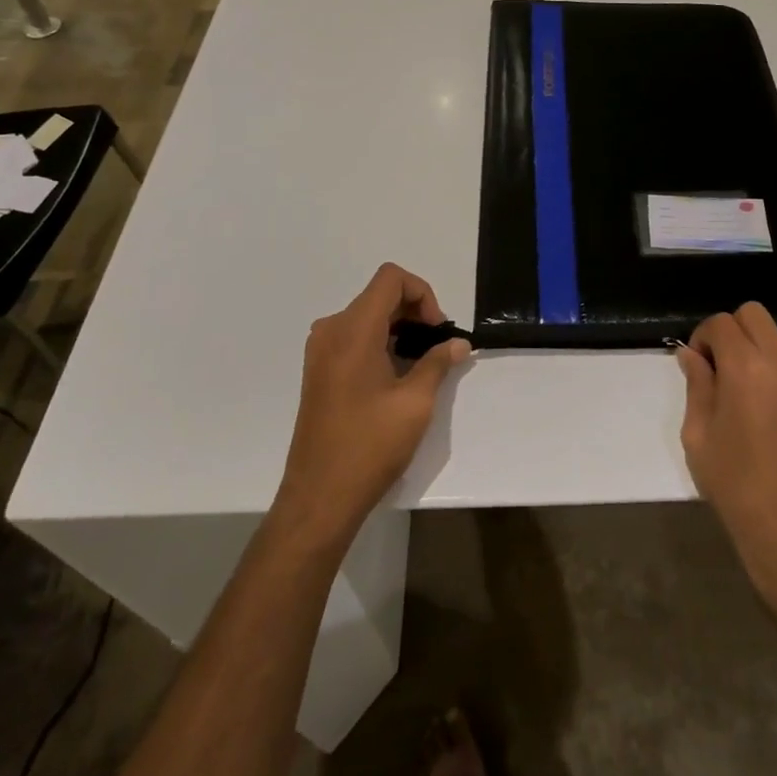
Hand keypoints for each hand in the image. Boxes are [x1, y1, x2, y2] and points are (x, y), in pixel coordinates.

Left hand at [275, 264, 470, 545]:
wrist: (319, 496)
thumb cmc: (370, 445)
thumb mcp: (415, 403)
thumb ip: (438, 363)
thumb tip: (458, 344)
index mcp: (352, 330)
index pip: (391, 279)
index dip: (422, 293)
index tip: (437, 329)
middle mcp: (331, 330)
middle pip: (379, 295)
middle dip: (414, 312)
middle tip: (438, 347)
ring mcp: (320, 351)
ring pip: (367, 316)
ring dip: (399, 328)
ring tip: (422, 363)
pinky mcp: (318, 370)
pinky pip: (354, 337)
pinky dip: (380, 342)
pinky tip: (397, 375)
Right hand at [676, 303, 776, 617]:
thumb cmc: (735, 484)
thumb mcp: (699, 434)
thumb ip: (697, 384)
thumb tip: (691, 354)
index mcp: (745, 369)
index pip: (721, 323)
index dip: (705, 337)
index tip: (701, 364)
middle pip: (756, 316)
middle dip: (735, 333)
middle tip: (726, 370)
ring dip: (766, 360)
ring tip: (760, 403)